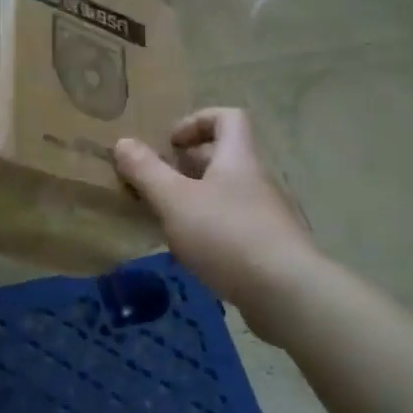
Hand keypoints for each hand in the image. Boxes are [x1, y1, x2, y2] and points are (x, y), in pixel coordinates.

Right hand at [114, 108, 318, 329]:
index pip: (228, 118)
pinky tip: (193, 255)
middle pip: (225, 157)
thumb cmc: (227, 235)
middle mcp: (257, 180)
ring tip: (168, 221)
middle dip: (188, 166)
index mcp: (238, 158)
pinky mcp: (271, 248)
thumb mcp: (175, 201)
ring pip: (228, 194)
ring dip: (197, 201)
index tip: (171, 144)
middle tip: (159, 184)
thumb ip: (146, 171)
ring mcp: (268, 215)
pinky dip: (211, 231)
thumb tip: (123, 142)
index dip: (197, 121)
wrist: (288, 294)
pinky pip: (236, 226)